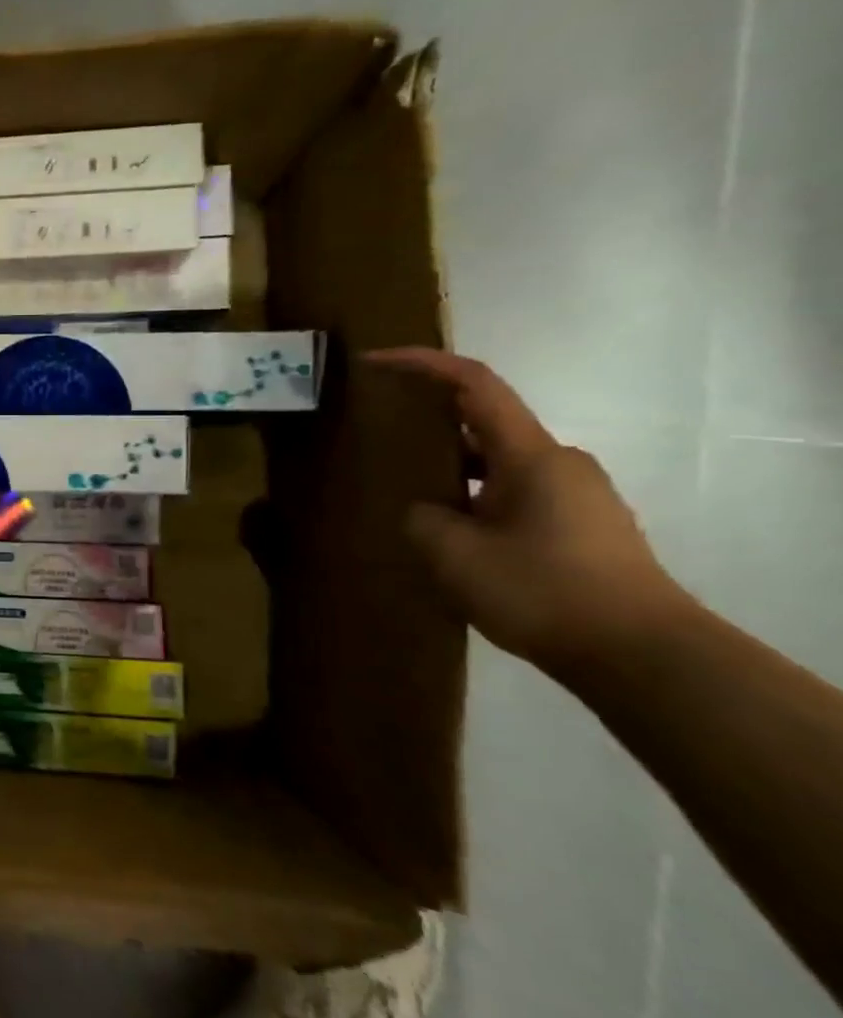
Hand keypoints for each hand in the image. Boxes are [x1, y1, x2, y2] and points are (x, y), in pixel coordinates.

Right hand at [369, 347, 696, 673]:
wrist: (642, 656)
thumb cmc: (541, 590)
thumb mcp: (452, 553)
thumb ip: (421, 517)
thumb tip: (425, 510)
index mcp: (529, 454)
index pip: (474, 384)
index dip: (422, 364)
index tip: (374, 361)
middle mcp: (559, 463)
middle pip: (484, 424)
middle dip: (430, 426)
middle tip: (380, 442)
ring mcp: (577, 496)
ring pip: (499, 466)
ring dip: (453, 472)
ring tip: (408, 498)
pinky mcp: (584, 528)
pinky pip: (516, 496)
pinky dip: (477, 499)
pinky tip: (452, 537)